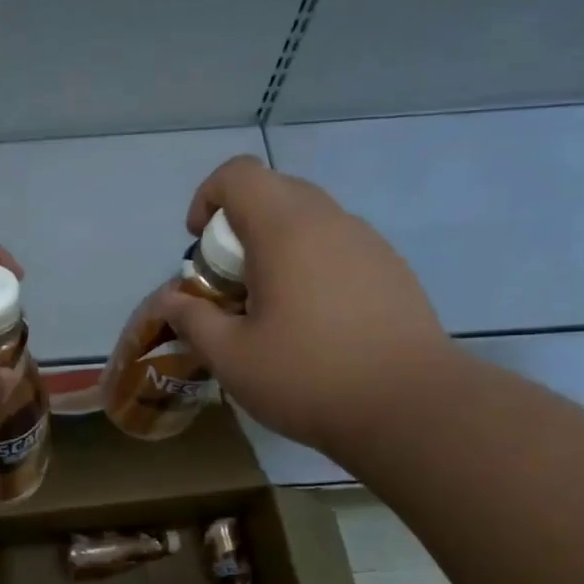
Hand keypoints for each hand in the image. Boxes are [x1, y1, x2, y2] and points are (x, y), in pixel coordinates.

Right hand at [155, 155, 454, 454]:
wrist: (413, 408)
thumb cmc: (308, 376)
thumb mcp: (230, 356)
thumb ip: (192, 319)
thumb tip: (170, 299)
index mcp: (285, 229)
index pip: (238, 174)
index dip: (207, 198)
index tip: (199, 247)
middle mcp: (330, 222)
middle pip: (274, 192)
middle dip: (238, 227)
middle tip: (229, 282)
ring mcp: (368, 244)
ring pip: (309, 220)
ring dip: (276, 247)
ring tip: (270, 306)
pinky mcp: (393, 271)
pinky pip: (338, 247)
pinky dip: (311, 265)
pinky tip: (313, 322)